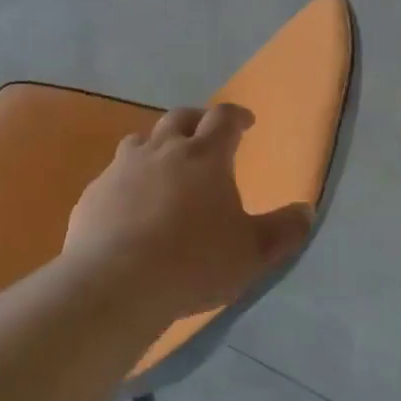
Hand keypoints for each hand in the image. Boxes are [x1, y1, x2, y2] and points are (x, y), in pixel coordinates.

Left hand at [63, 103, 314, 320]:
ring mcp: (123, 168)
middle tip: (207, 134)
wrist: (115, 284)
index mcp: (205, 155)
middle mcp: (163, 150)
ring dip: (158, 144)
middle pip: (181, 118)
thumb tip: (306, 211)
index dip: (237, 116)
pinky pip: (114, 174)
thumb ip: (284, 230)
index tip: (246, 122)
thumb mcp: (253, 253)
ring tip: (166, 164)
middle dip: (198, 120)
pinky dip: (129, 178)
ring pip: (142, 140)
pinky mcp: (94, 193)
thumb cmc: (194, 262)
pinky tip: (131, 204)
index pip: (224, 118)